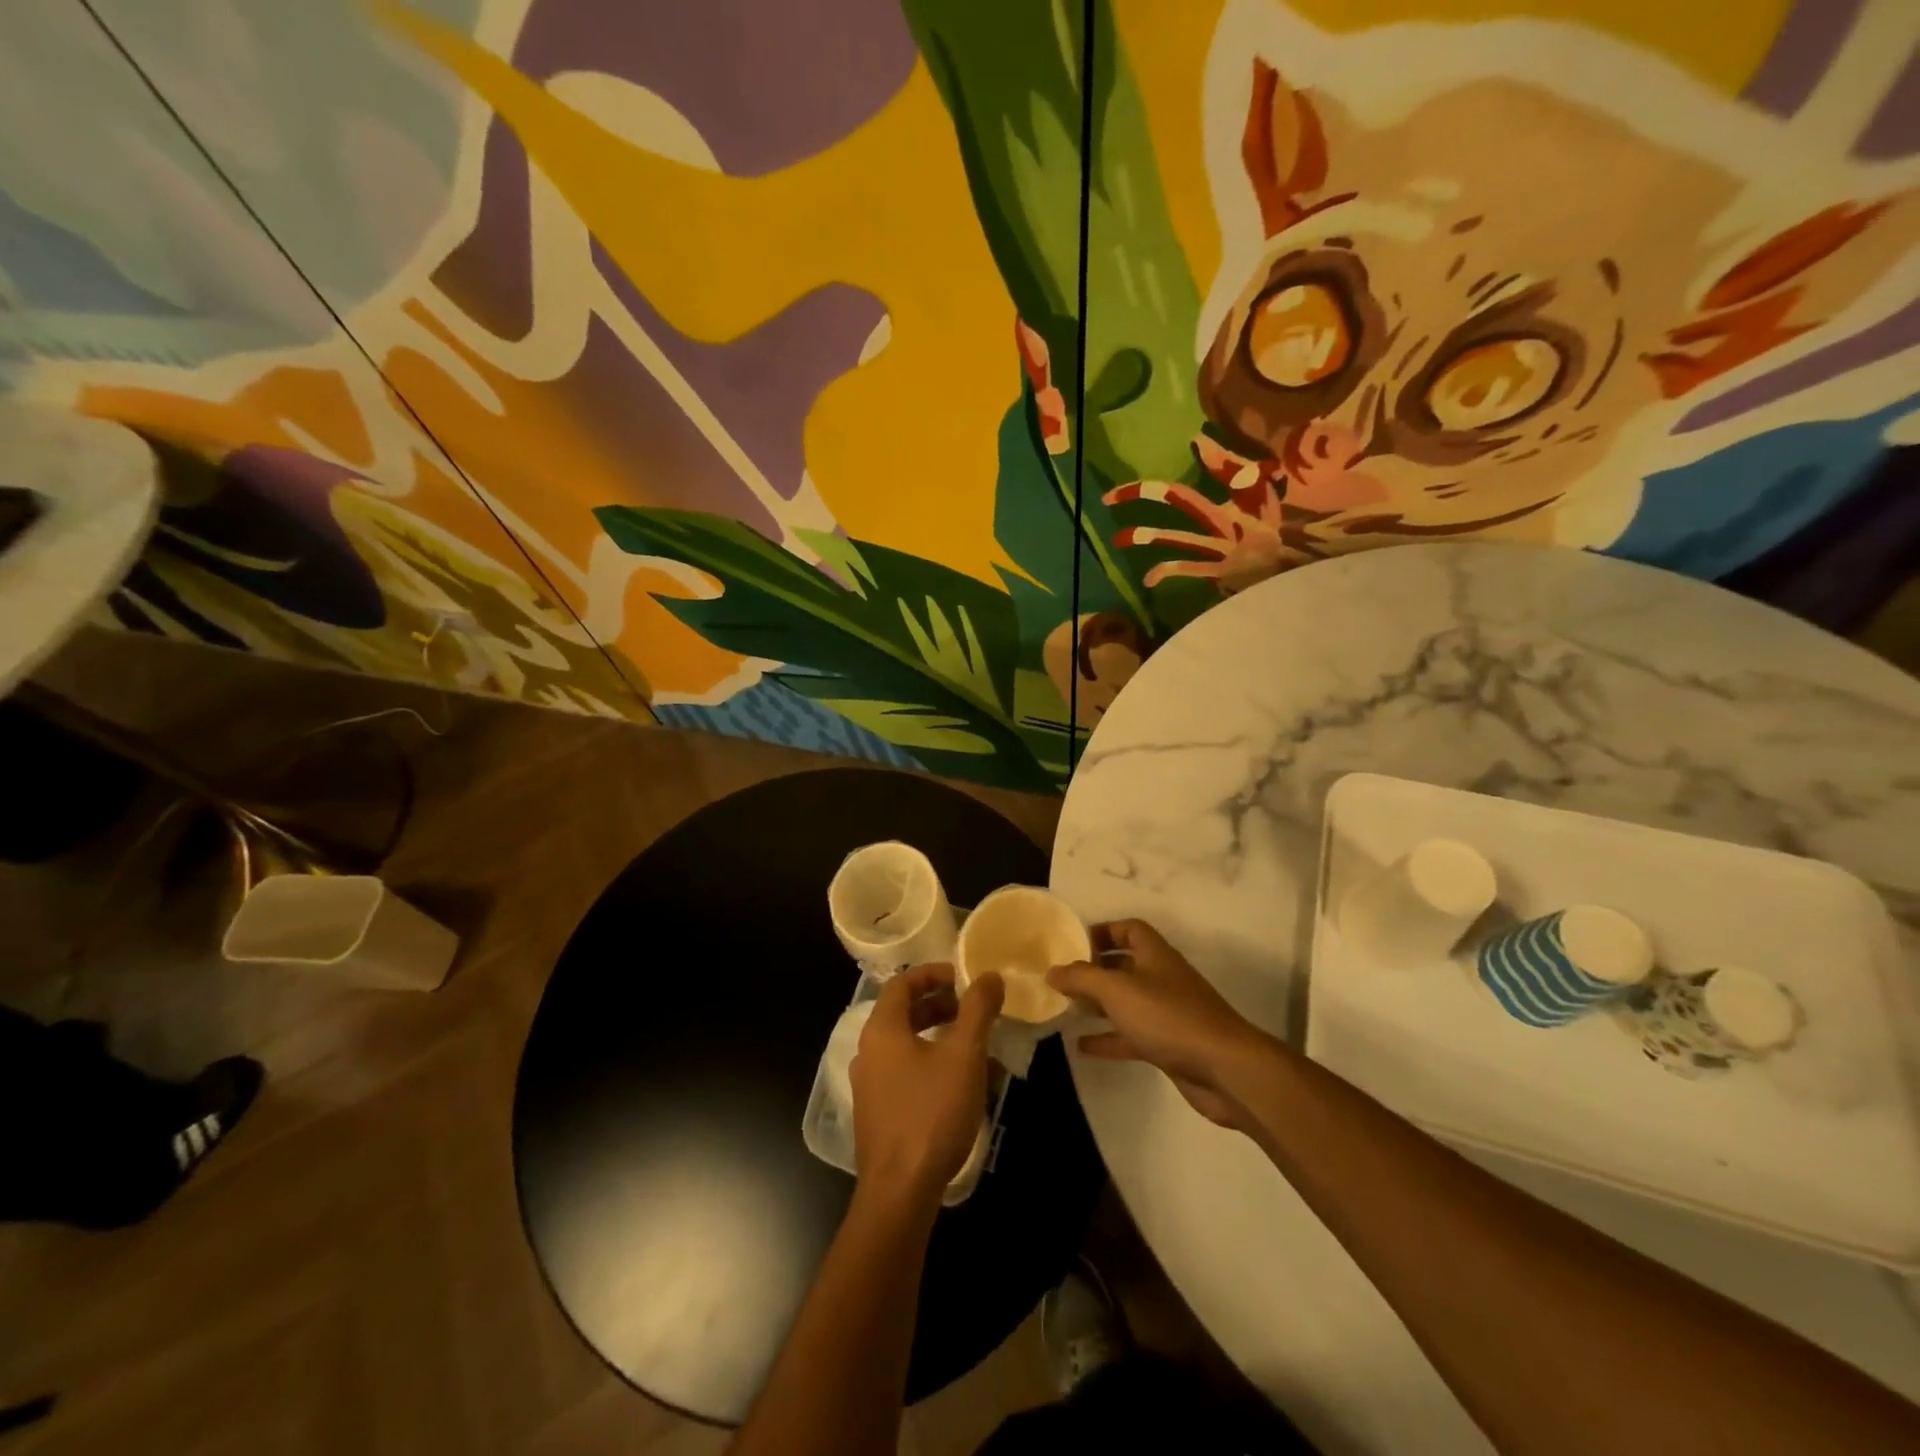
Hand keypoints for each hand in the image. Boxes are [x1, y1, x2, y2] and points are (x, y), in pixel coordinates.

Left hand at [851, 964, 1003, 1205]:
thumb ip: (977, 1010)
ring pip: (908, 1045)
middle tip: (974, 1010)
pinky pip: (906, 1073)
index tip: (965, 977)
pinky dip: (933, 1066)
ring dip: (941, 1038)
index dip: (934, 973)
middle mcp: (868, 1051)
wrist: (900, 1192)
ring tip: (977, 1047)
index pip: (902, 982)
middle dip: (941, 1005)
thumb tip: (989, 975)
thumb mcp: (964, 1056)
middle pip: (904, 1013)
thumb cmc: (931, 1113)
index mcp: (882, 1029)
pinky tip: (964, 1086)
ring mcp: (870, 1085)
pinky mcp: (878, 1113)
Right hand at [1049, 920, 1274, 1129]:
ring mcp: (1167, 1013)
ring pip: (1127, 1002)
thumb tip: (1052, 971)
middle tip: (1063, 979)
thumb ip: (1082, 978)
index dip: (1104, 930)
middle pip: (1125, 965)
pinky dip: (1109, 1038)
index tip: (1075, 943)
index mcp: (1155, 955)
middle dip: (1095, 970)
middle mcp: (1162, 979)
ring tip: (1067, 1009)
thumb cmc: (1169, 1017)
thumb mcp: (1118, 991)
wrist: (1224, 1069)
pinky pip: (1132, 1035)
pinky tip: (1082, 1046)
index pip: (1130, 929)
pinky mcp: (1169, 1045)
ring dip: (1099, 1005)